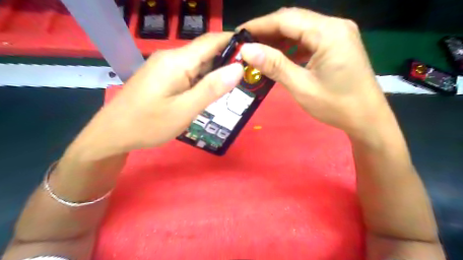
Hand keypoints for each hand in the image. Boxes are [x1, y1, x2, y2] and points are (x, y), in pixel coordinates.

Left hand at [68, 33, 245, 158]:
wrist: (113, 132)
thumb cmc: (149, 124)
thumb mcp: (185, 110)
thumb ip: (212, 88)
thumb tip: (238, 68)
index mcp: (178, 61)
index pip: (212, 41)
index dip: (234, 43)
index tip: (254, 55)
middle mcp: (172, 57)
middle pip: (206, 52)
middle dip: (228, 62)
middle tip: (247, 78)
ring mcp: (165, 66)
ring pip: (199, 63)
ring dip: (216, 73)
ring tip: (233, 88)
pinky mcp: (163, 75)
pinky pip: (189, 72)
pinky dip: (203, 79)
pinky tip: (209, 93)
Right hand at [238, 7, 393, 137]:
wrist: (366, 118)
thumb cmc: (335, 105)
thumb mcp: (301, 87)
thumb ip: (274, 65)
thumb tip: (247, 50)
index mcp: (328, 33)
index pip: (286, 19)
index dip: (259, 25)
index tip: (238, 34)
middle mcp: (335, 25)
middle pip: (294, 20)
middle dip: (267, 31)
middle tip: (246, 44)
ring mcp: (338, 34)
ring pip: (301, 29)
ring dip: (279, 39)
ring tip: (259, 51)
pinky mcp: (338, 44)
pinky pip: (309, 39)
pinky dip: (292, 46)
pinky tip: (280, 56)